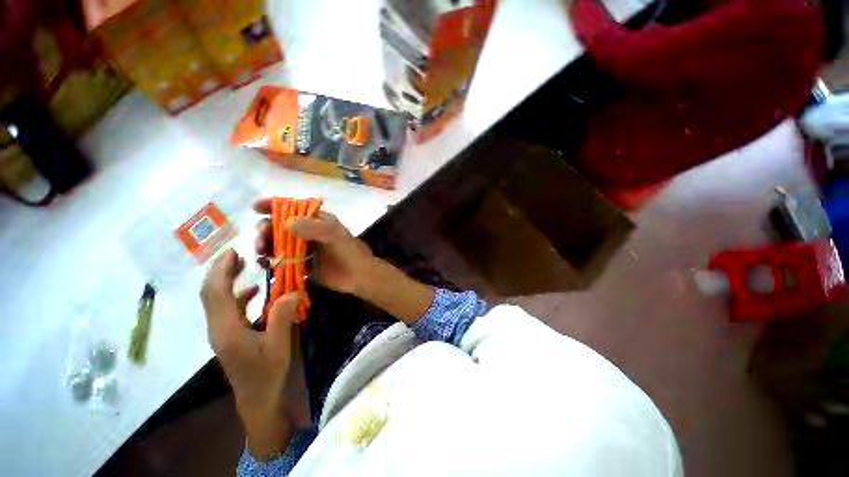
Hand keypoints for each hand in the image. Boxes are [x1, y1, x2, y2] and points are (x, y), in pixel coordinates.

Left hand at [201, 249, 299, 458]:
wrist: (256, 399)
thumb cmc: (267, 374)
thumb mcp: (278, 346)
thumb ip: (282, 317)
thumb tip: (292, 291)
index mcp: (227, 329)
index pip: (216, 293)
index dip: (222, 271)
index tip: (234, 252)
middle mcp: (218, 328)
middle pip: (210, 293)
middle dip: (219, 271)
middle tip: (237, 253)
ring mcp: (221, 332)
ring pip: (216, 300)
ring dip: (226, 280)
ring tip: (244, 265)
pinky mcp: (228, 335)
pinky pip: (227, 309)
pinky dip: (237, 295)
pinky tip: (255, 290)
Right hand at [253, 198, 375, 295]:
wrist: (358, 275)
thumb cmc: (349, 251)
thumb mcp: (334, 235)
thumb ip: (313, 227)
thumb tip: (285, 223)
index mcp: (316, 219)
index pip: (292, 207)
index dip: (273, 205)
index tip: (255, 208)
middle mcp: (307, 231)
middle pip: (279, 226)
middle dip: (265, 231)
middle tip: (261, 244)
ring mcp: (303, 248)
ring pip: (277, 243)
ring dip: (265, 247)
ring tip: (262, 255)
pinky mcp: (301, 264)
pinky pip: (281, 260)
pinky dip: (271, 262)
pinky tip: (266, 266)